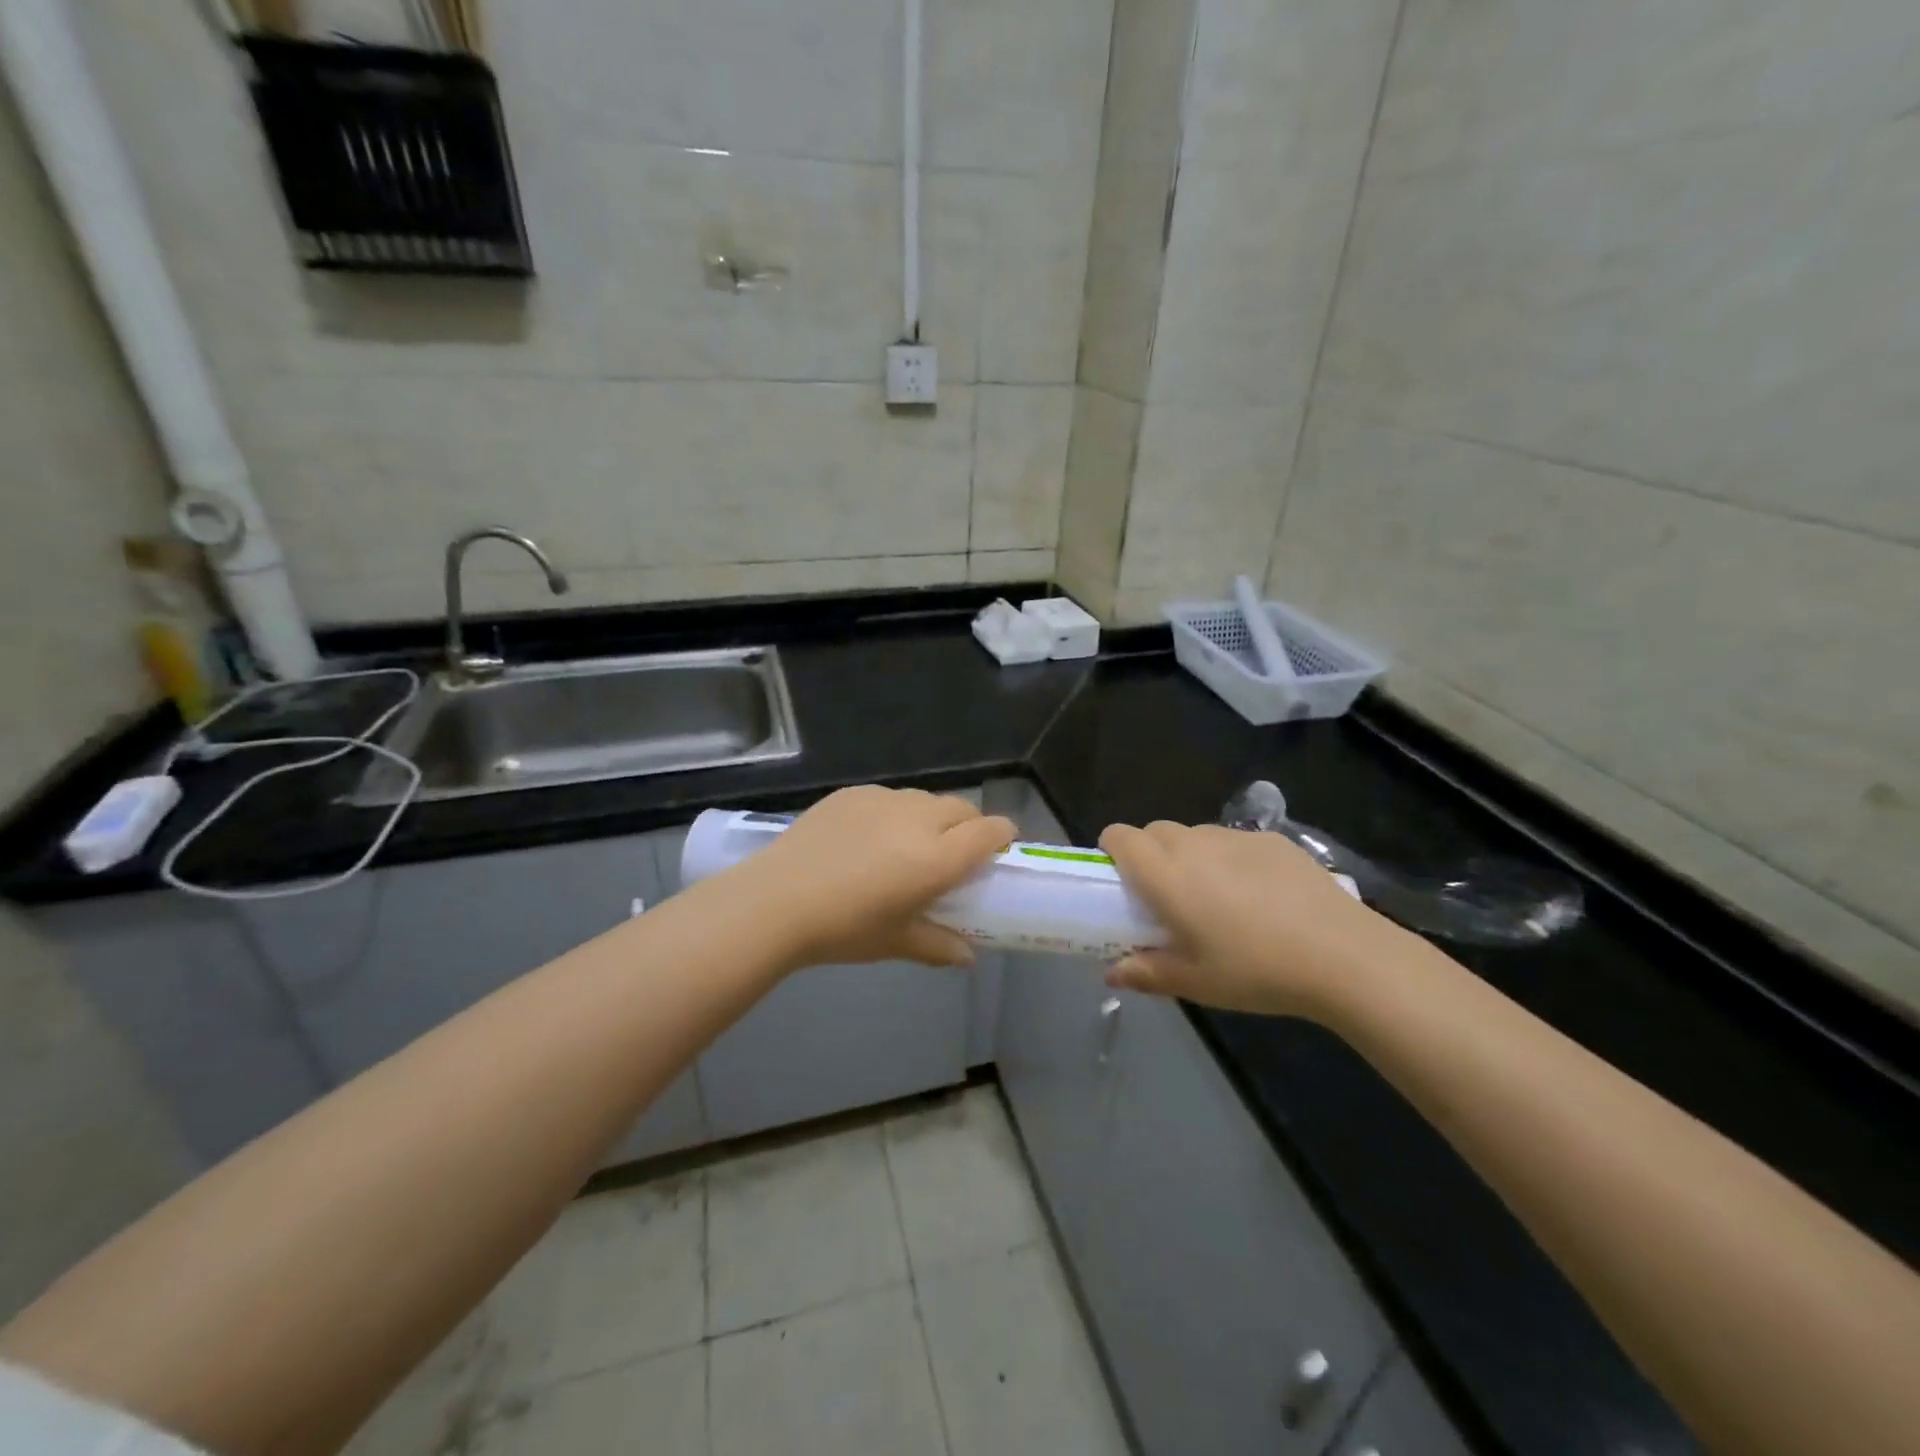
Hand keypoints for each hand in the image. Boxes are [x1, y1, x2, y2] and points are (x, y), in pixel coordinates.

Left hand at [722, 785, 1014, 969]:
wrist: (776, 901)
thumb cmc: (844, 929)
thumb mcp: (896, 942)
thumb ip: (939, 946)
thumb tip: (968, 957)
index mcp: (937, 858)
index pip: (989, 831)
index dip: (1002, 836)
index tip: (999, 850)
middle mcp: (918, 820)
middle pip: (963, 809)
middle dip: (970, 826)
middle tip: (955, 853)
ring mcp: (884, 800)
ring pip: (925, 799)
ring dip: (932, 817)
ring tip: (909, 844)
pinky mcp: (853, 793)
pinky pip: (889, 797)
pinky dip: (894, 813)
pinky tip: (869, 837)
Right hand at [1098, 821, 1408, 1018]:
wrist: (1342, 955)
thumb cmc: (1254, 970)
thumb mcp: (1194, 981)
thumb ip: (1146, 972)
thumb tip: (1112, 973)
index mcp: (1165, 873)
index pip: (1120, 836)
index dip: (1113, 851)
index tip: (1123, 883)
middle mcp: (1193, 843)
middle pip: (1154, 831)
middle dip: (1150, 855)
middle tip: (1168, 898)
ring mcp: (1235, 837)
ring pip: (1195, 835)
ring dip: (1190, 856)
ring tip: (1217, 898)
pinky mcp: (1273, 840)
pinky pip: (1234, 841)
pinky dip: (1230, 859)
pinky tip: (1261, 897)